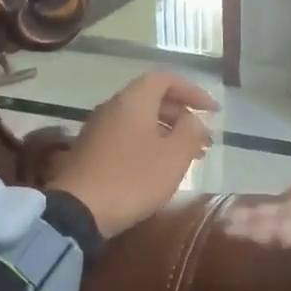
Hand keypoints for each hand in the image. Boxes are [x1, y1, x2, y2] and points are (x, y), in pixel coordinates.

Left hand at [48, 71, 216, 237]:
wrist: (78, 210)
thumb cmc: (133, 178)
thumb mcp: (174, 156)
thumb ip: (190, 132)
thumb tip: (193, 120)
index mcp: (134, 100)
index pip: (166, 79)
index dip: (193, 91)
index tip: (213, 111)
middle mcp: (113, 107)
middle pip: (152, 99)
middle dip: (182, 116)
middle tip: (203, 139)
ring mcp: (98, 129)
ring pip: (140, 120)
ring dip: (167, 133)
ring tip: (188, 156)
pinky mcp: (91, 151)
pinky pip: (127, 136)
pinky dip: (149, 144)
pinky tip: (160, 168)